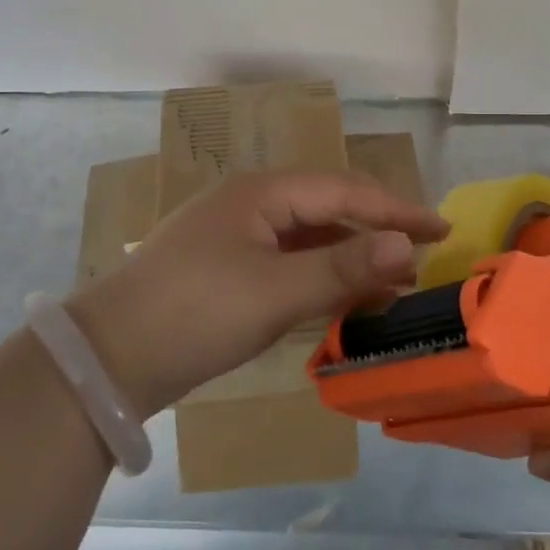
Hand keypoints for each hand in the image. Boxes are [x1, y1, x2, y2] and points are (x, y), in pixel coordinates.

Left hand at [68, 171, 448, 417]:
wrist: (107, 358)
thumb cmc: (196, 312)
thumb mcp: (276, 291)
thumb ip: (343, 267)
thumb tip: (405, 246)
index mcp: (262, 192)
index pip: (345, 191)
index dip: (396, 210)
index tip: (441, 229)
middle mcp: (250, 203)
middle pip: (327, 208)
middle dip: (375, 230)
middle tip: (422, 255)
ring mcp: (235, 235)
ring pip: (307, 237)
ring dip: (349, 256)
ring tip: (392, 282)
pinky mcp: (225, 268)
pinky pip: (287, 261)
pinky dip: (319, 276)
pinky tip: (341, 297)